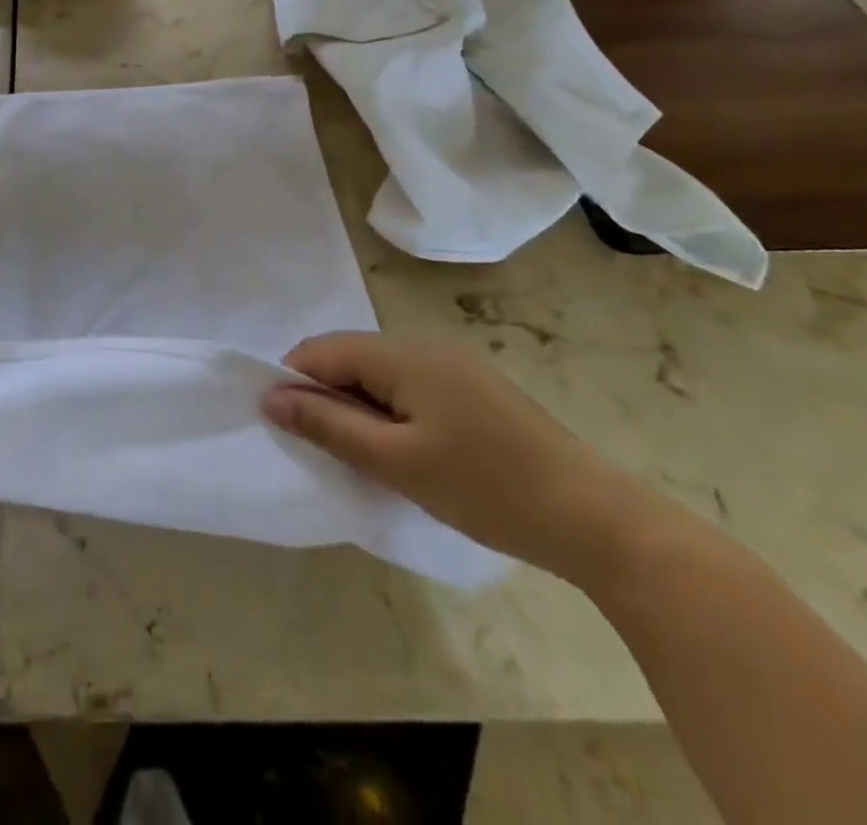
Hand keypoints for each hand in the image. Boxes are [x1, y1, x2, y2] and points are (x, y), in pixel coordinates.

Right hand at [263, 332, 656, 583]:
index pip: (323, 350)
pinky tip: (397, 449)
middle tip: (318, 445)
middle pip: (350, 356)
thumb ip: (328, 424)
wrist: (596, 519)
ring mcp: (454, 367)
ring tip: (355, 452)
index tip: (281, 424)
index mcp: (404, 355)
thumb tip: (270, 397)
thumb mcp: (396, 462)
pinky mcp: (473, 390)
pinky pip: (408, 386)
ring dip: (354, 404)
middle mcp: (425, 347)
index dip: (292, 380)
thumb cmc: (486, 488)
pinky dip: (386, 410)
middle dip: (322, 393)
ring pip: (378, 372)